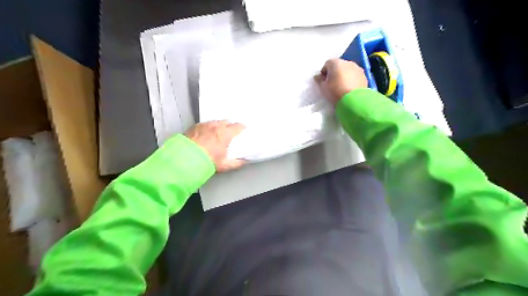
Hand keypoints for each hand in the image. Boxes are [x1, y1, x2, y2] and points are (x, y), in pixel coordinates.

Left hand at [185, 119, 245, 171]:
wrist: (184, 159)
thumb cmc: (207, 161)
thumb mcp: (224, 165)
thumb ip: (237, 163)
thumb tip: (245, 161)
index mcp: (225, 133)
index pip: (237, 126)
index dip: (242, 127)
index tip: (243, 129)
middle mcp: (216, 126)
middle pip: (226, 121)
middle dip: (229, 125)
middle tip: (230, 132)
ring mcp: (204, 125)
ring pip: (215, 122)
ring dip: (218, 125)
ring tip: (217, 132)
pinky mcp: (194, 126)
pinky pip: (205, 124)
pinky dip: (208, 127)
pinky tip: (206, 133)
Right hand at [312, 57, 367, 103]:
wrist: (354, 100)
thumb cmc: (335, 92)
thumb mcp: (323, 88)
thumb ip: (319, 80)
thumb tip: (317, 76)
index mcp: (335, 63)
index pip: (327, 64)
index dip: (324, 72)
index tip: (324, 81)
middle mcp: (347, 62)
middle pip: (338, 65)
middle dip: (335, 73)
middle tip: (332, 84)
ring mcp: (357, 68)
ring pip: (347, 70)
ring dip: (344, 75)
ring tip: (342, 87)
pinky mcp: (364, 75)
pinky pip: (355, 75)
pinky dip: (351, 79)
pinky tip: (349, 88)